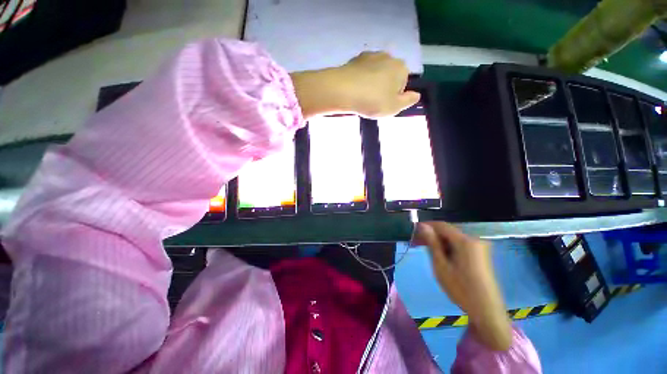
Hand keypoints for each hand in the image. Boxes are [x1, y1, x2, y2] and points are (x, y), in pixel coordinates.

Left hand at [290, 52, 419, 118]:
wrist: (344, 90)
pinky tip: (354, 89)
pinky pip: (363, 71)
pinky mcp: (356, 59)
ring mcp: (371, 55)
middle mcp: (389, 57)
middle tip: (373, 101)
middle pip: (390, 76)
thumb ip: (408, 101)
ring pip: (376, 72)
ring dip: (372, 83)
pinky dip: (361, 79)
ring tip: (362, 96)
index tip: (384, 104)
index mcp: (401, 68)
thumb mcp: (394, 107)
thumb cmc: (373, 101)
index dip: (394, 96)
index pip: (403, 83)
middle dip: (383, 87)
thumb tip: (417, 95)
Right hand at [414, 222, 512, 350]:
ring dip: (439, 242)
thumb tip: (423, 226)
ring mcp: (479, 247)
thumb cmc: (461, 288)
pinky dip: (448, 247)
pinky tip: (440, 256)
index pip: (441, 225)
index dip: (426, 226)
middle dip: (431, 235)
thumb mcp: (441, 265)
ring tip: (426, 251)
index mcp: (465, 241)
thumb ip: (432, 243)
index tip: (413, 232)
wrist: (486, 310)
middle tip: (416, 244)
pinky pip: (460, 245)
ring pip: (453, 238)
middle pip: (448, 231)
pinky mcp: (481, 254)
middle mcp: (474, 239)